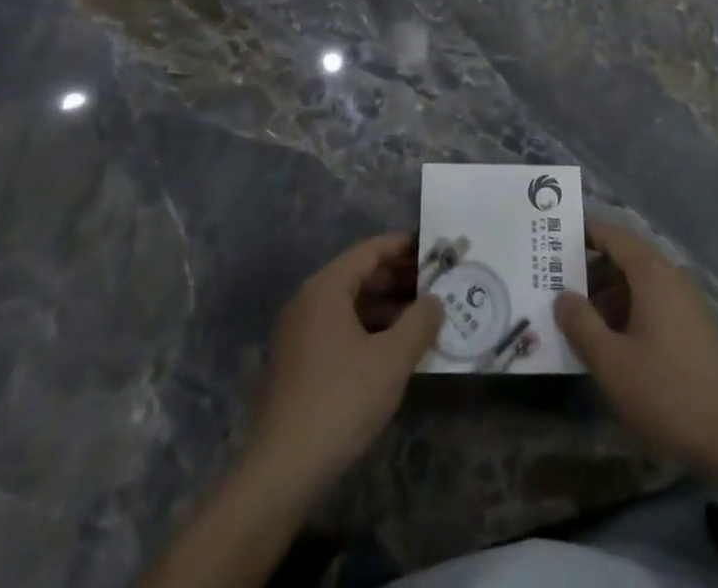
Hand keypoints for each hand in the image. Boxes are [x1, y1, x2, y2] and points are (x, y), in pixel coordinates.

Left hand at [243, 233, 442, 497]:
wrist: (282, 471)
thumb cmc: (341, 401)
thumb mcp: (392, 360)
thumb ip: (419, 322)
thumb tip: (435, 300)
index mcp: (326, 288)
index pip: (369, 251)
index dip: (402, 246)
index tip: (432, 246)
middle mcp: (307, 301)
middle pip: (357, 275)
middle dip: (397, 276)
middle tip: (434, 281)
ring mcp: (297, 333)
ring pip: (348, 304)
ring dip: (384, 305)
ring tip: (421, 314)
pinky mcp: (296, 363)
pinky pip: (337, 328)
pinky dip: (367, 328)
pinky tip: (392, 347)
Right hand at [557, 221, 717, 478]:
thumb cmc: (668, 394)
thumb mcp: (612, 363)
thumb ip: (581, 324)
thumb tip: (562, 296)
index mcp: (652, 272)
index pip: (611, 233)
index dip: (581, 234)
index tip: (551, 243)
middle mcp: (671, 276)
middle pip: (623, 257)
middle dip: (589, 270)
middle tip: (554, 287)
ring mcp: (687, 302)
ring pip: (638, 283)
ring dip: (606, 295)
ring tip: (577, 321)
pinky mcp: (695, 328)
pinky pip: (653, 303)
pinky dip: (627, 311)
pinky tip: (612, 345)